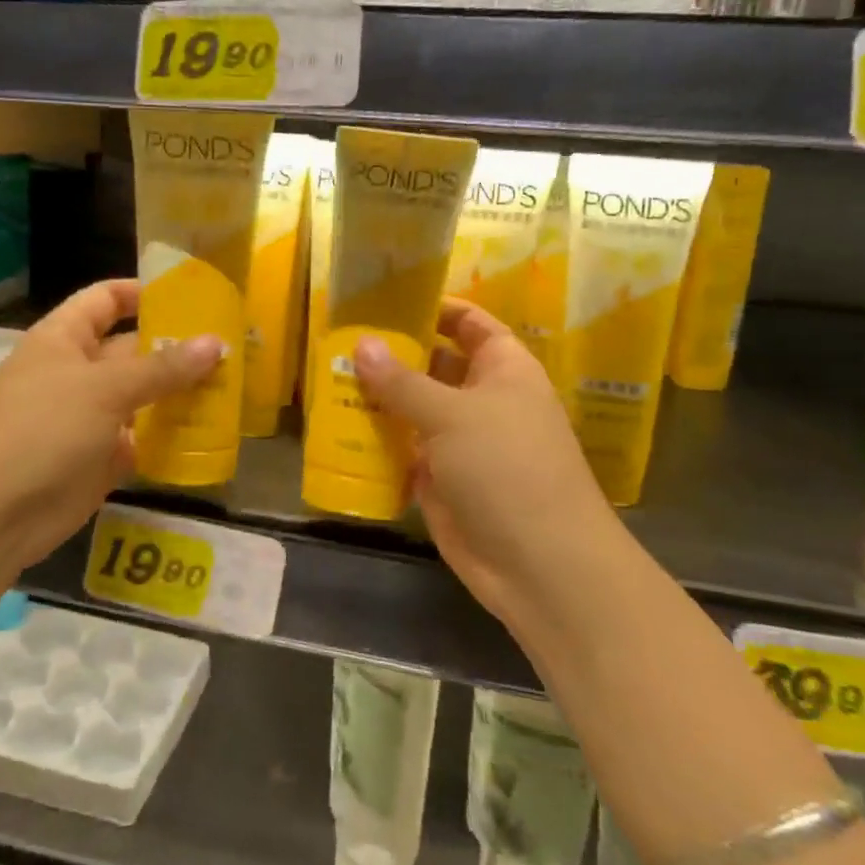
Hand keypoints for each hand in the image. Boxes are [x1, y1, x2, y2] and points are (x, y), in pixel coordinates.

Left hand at [0, 280, 220, 588]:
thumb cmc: (42, 430)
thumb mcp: (104, 389)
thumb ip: (162, 368)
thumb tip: (216, 343)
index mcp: (63, 339)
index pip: (105, 300)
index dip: (143, 292)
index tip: (192, 295)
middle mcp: (77, 373)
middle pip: (132, 350)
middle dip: (176, 348)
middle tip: (232, 347)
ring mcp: (89, 418)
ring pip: (142, 396)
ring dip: (180, 393)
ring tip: (233, 385)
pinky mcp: (100, 459)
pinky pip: (143, 439)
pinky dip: (171, 436)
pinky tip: (211, 431)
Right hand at [352, 301, 616, 631]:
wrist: (539, 565)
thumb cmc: (506, 468)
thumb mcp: (452, 415)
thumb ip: (402, 381)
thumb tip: (361, 344)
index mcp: (503, 370)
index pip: (469, 324)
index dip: (435, 308)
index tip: (385, 299)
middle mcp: (483, 400)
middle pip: (433, 366)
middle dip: (392, 355)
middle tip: (337, 340)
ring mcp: (460, 443)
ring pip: (413, 410)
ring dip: (377, 399)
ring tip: (325, 379)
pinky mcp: (439, 482)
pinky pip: (402, 451)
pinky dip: (375, 443)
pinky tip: (334, 429)